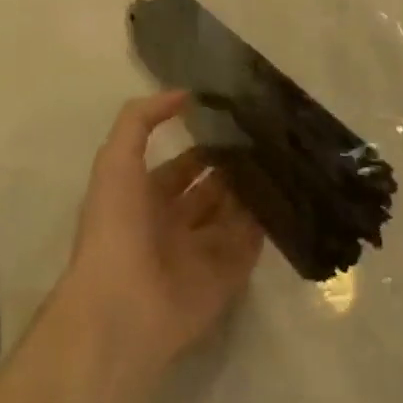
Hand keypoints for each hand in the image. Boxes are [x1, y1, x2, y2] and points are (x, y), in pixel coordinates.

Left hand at [58, 92, 263, 380]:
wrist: (123, 308)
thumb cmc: (116, 227)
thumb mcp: (116, 159)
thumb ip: (141, 119)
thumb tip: (183, 94)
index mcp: (145, 198)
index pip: (182, 166)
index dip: (203, 145)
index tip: (235, 124)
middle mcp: (173, 225)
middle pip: (210, 191)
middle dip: (232, 168)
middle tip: (267, 140)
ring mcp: (199, 255)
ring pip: (231, 217)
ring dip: (251, 193)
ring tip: (282, 161)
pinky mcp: (223, 281)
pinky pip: (247, 249)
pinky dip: (264, 227)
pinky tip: (286, 197)